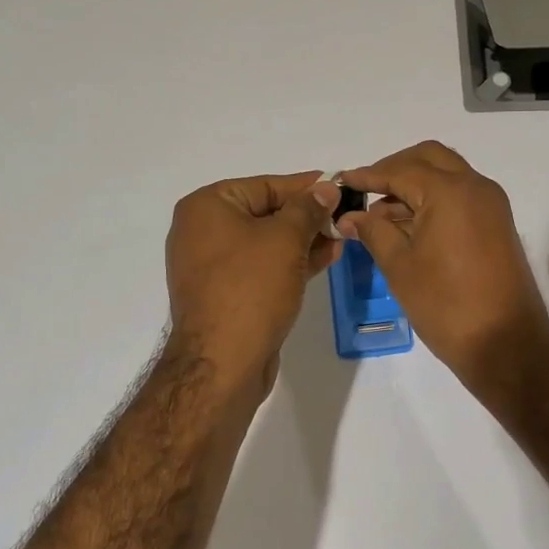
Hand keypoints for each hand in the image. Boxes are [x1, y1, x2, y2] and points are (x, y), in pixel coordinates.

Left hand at [165, 170, 341, 398]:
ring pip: (267, 242)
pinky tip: (326, 258)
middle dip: (307, 216)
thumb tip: (326, 188)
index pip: (265, 185)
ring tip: (342, 237)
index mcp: (207, 207)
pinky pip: (262, 267)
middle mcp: (203, 231)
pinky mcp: (226, 293)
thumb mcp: (285, 239)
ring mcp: (212, 265)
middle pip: (265, 212)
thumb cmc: (251, 288)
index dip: (305, 186)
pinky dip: (291, 261)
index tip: (339, 184)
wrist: (222, 364)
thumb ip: (308, 209)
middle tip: (345, 215)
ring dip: (304, 239)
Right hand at [336, 142, 548, 385]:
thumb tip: (351, 216)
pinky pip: (461, 195)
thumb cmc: (446, 305)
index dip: (368, 175)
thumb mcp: (400, 266)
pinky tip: (408, 225)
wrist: (506, 344)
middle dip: (395, 168)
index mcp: (450, 191)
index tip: (341, 182)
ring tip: (380, 214)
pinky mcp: (497, 223)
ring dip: (415, 183)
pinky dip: (434, 198)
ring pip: (447, 174)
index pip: (400, 170)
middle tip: (366, 190)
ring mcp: (491, 204)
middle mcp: (475, 187)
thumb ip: (374, 232)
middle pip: (429, 158)